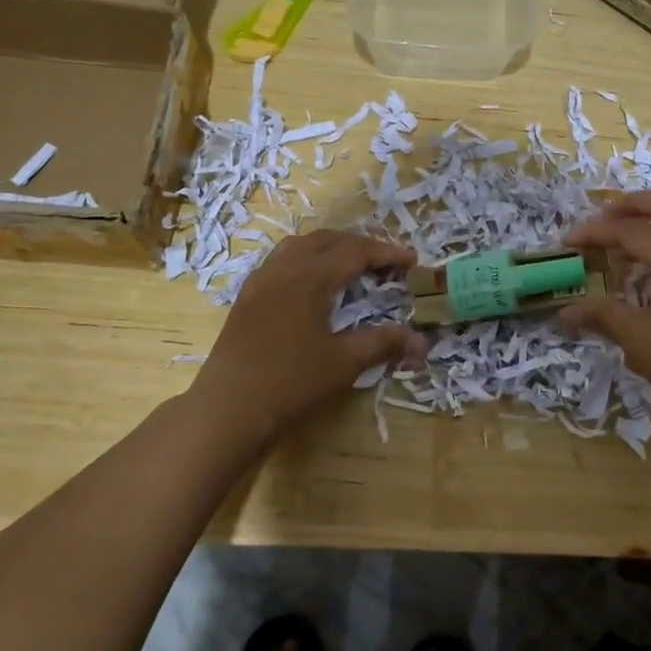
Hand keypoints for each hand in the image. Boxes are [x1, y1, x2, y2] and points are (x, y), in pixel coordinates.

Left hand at [190, 230, 426, 456]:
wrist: (227, 411)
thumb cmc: (291, 384)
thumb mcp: (344, 363)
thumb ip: (384, 344)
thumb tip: (423, 343)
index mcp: (309, 277)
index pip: (355, 252)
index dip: (386, 253)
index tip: (412, 260)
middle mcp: (282, 269)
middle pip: (326, 240)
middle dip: (359, 245)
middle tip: (384, 262)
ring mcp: (259, 282)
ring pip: (298, 246)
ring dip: (329, 248)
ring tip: (350, 266)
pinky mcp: (246, 299)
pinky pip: (280, 262)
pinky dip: (305, 261)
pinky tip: (312, 286)